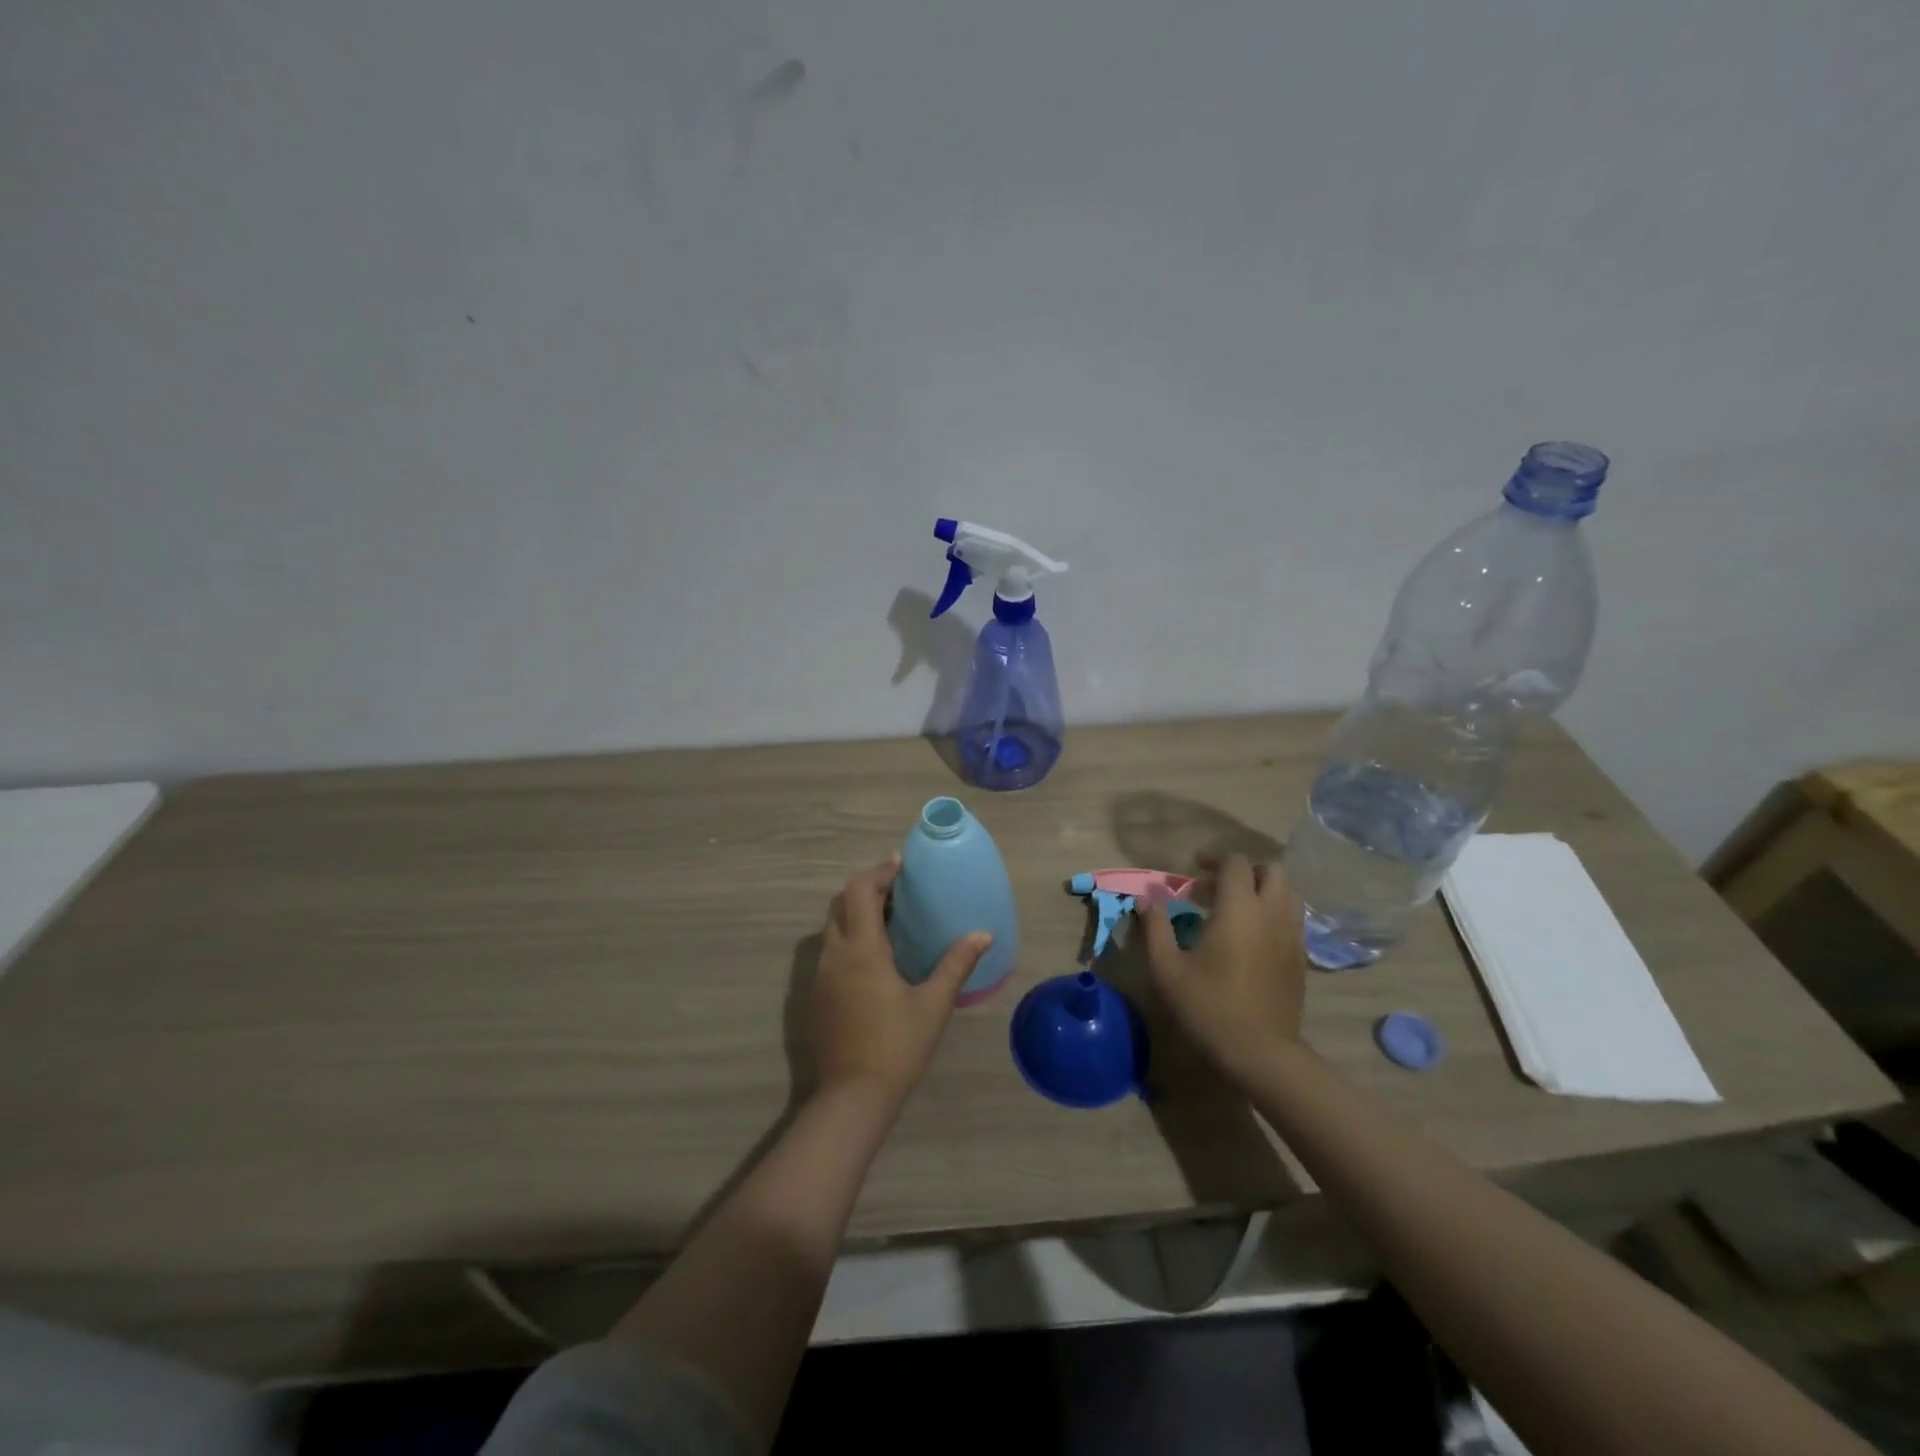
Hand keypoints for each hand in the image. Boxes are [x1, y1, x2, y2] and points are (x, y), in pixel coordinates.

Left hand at [808, 858, 992, 1108]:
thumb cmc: (896, 1046)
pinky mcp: (817, 996)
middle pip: (840, 904)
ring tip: (889, 919)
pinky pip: (830, 951)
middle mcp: (835, 955)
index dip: (879, 872)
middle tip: (897, 890)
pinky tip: (874, 958)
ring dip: (855, 914)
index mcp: (862, 949)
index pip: (860, 891)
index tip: (900, 865)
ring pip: (832, 928)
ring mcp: (821, 976)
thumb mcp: (933, 1005)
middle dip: (866, 889)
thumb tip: (982, 934)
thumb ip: (956, 964)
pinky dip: (849, 938)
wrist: (851, 1097)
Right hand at [1138, 854, 1304, 1080]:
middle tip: (1215, 889)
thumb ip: (1155, 927)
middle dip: (1244, 871)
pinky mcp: (1301, 958)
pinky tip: (1251, 938)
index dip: (1214, 860)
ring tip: (1235, 910)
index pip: (1236, 863)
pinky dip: (1273, 914)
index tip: (1192, 873)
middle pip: (1271, 871)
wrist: (1260, 1052)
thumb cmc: (1208, 1006)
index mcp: (1239, 908)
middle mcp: (1271, 913)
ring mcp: (1292, 936)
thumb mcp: (1167, 967)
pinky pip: (1292, 919)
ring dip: (1263, 891)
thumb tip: (1146, 898)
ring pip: (1288, 894)